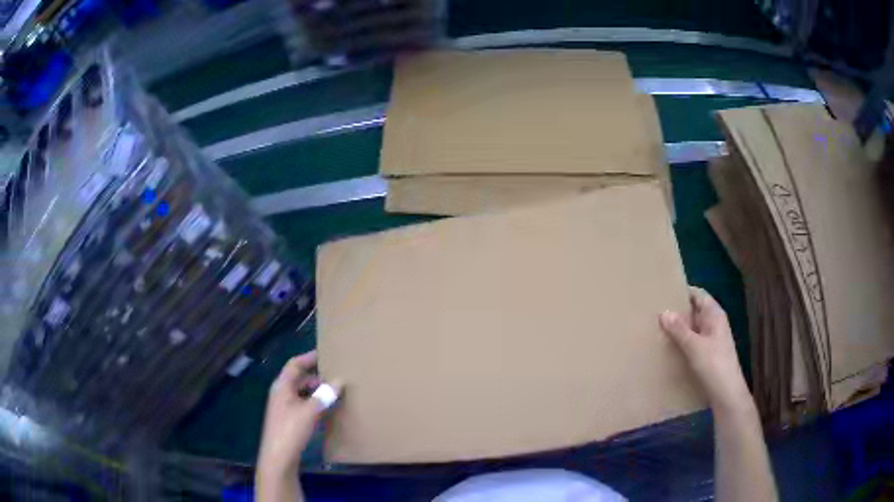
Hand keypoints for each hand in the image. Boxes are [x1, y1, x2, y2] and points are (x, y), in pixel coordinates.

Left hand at [257, 351, 333, 476]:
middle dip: (317, 376)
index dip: (309, 358)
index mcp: (282, 386)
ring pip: (302, 393)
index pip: (295, 364)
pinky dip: (315, 403)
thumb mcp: (310, 411)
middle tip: (336, 375)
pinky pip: (303, 405)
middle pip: (299, 378)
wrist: (278, 457)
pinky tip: (327, 409)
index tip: (326, 353)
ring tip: (335, 392)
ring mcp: (284, 407)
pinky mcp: (289, 420)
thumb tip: (339, 381)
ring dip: (317, 391)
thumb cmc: (291, 430)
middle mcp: (281, 393)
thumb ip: (324, 396)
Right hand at [660, 287, 752, 412]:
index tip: (664, 292)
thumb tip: (663, 312)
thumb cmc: (713, 364)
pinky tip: (669, 347)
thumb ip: (679, 329)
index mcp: (715, 314)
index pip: (698, 294)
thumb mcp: (694, 346)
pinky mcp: (708, 353)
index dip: (683, 291)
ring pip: (693, 327)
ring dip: (679, 328)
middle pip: (695, 310)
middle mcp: (714, 323)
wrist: (726, 392)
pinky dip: (682, 341)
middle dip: (678, 311)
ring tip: (658, 328)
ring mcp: (712, 339)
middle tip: (655, 311)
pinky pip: (693, 341)